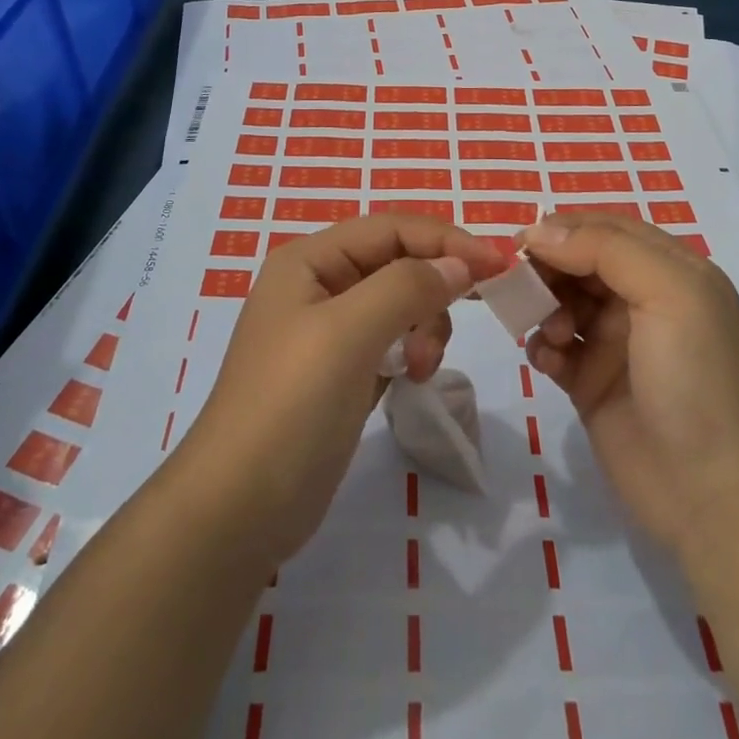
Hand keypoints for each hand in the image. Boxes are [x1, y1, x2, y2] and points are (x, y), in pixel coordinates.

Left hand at [178, 214, 506, 565]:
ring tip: (418, 370)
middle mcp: (318, 285)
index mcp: (309, 260)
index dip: (446, 240)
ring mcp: (328, 331)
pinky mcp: (340, 372)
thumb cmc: (291, 406)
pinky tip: (409, 380)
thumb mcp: (349, 334)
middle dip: (431, 294)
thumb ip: (407, 286)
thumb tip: (459, 263)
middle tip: (437, 342)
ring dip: (423, 328)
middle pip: (398, 264)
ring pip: (401, 304)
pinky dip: (410, 353)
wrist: (239, 509)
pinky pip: (392, 342)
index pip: (391, 229)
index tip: (499, 266)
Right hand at [520, 211, 738, 552]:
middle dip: (547, 269)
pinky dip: (543, 348)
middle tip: (521, 287)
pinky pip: (555, 350)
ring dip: (544, 308)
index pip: (606, 229)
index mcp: (669, 271)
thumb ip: (606, 250)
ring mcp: (616, 345)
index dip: (563, 230)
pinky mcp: (592, 385)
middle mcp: (642, 301)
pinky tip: (548, 364)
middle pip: (578, 263)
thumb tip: (540, 230)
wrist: (719, 497)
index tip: (523, 243)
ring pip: (561, 303)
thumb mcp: (669, 294)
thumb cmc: (699, 380)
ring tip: (552, 335)